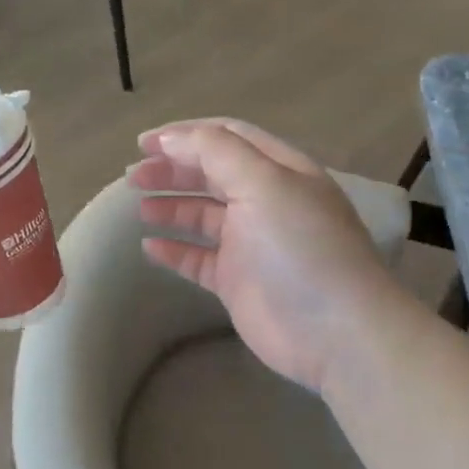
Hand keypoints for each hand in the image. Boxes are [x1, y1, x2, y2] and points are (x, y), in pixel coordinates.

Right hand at [130, 119, 400, 389]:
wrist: (335, 333)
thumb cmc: (300, 248)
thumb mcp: (263, 184)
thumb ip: (215, 152)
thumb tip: (168, 139)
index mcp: (279, 171)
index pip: (227, 137)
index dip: (184, 135)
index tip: (143, 144)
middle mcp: (266, 201)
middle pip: (210, 174)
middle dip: (172, 170)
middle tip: (133, 177)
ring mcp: (251, 243)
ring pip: (202, 215)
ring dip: (170, 207)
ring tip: (139, 208)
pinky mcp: (238, 281)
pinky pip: (198, 258)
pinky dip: (174, 250)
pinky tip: (149, 246)